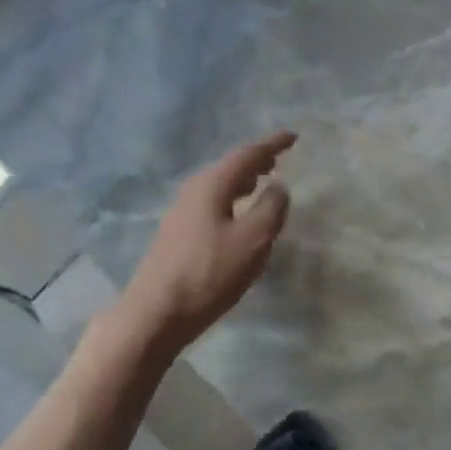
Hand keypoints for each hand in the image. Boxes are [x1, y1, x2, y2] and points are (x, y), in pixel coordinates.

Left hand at [119, 133, 294, 351]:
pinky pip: (211, 205)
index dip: (272, 145)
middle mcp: (192, 192)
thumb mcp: (253, 240)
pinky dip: (230, 201)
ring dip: (241, 182)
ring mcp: (181, 214)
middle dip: (254, 162)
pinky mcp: (177, 236)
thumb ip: (271, 209)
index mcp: (211, 185)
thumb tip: (278, 186)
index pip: (246, 155)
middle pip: (228, 168)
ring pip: (218, 187)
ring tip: (260, 184)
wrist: (157, 312)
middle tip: (277, 160)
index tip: (293, 137)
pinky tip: (237, 217)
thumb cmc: (210, 273)